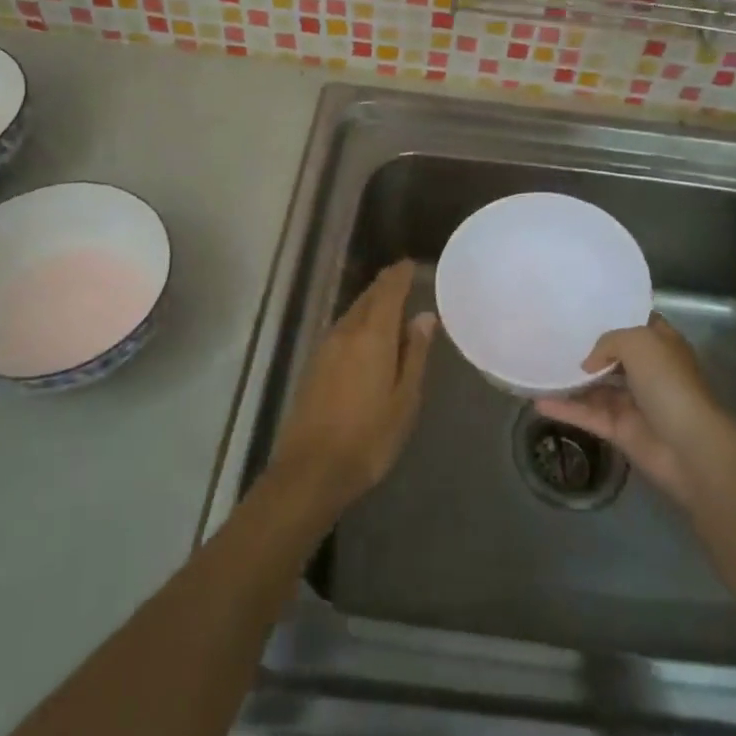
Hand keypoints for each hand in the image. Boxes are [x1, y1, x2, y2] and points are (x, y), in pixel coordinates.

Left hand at [268, 261, 433, 513]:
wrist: (311, 470)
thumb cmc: (369, 437)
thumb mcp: (405, 399)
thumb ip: (414, 353)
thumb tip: (424, 317)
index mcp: (372, 335)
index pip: (387, 291)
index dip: (400, 274)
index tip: (412, 264)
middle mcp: (345, 332)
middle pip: (367, 298)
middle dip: (385, 286)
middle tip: (404, 281)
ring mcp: (325, 348)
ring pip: (352, 313)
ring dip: (370, 305)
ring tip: (391, 307)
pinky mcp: (314, 366)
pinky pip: (341, 331)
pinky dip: (358, 323)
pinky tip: (367, 338)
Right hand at [536, 313, 734, 505]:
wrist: (689, 447)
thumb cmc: (669, 384)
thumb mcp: (639, 343)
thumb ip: (608, 342)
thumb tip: (588, 364)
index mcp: (661, 345)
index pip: (636, 324)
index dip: (613, 316)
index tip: (582, 310)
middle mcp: (648, 371)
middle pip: (612, 356)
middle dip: (586, 349)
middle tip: (551, 337)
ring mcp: (633, 402)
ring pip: (596, 387)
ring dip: (570, 381)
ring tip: (537, 368)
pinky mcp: (620, 430)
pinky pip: (588, 414)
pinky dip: (565, 409)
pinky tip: (537, 401)